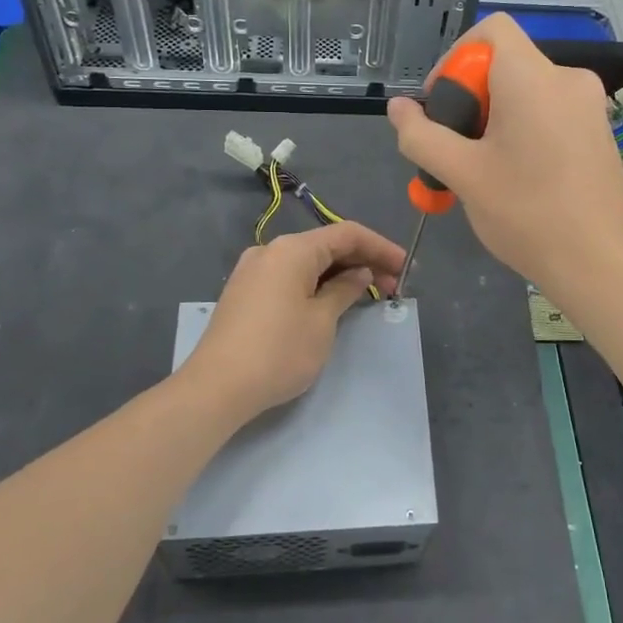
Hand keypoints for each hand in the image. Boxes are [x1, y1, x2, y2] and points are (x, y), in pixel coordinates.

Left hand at [180, 221, 406, 422]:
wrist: (216, 388)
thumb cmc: (278, 351)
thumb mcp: (322, 321)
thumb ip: (344, 291)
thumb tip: (359, 275)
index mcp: (292, 249)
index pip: (347, 234)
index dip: (380, 247)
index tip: (405, 267)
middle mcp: (270, 251)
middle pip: (326, 245)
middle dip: (362, 262)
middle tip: (393, 286)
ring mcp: (253, 271)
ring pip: (307, 263)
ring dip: (340, 274)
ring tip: (368, 295)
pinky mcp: (245, 293)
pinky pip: (290, 277)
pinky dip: (316, 284)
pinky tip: (333, 301)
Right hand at [387, 14, 622, 300]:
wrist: (597, 263)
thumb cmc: (525, 213)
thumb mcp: (461, 174)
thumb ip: (422, 135)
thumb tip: (398, 108)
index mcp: (533, 78)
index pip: (491, 29)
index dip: (456, 58)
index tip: (445, 106)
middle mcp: (568, 79)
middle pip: (506, 64)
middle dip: (472, 99)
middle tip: (456, 149)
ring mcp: (590, 106)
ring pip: (527, 92)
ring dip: (495, 120)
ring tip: (481, 170)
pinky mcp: (600, 132)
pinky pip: (551, 113)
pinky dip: (525, 130)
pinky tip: (517, 177)